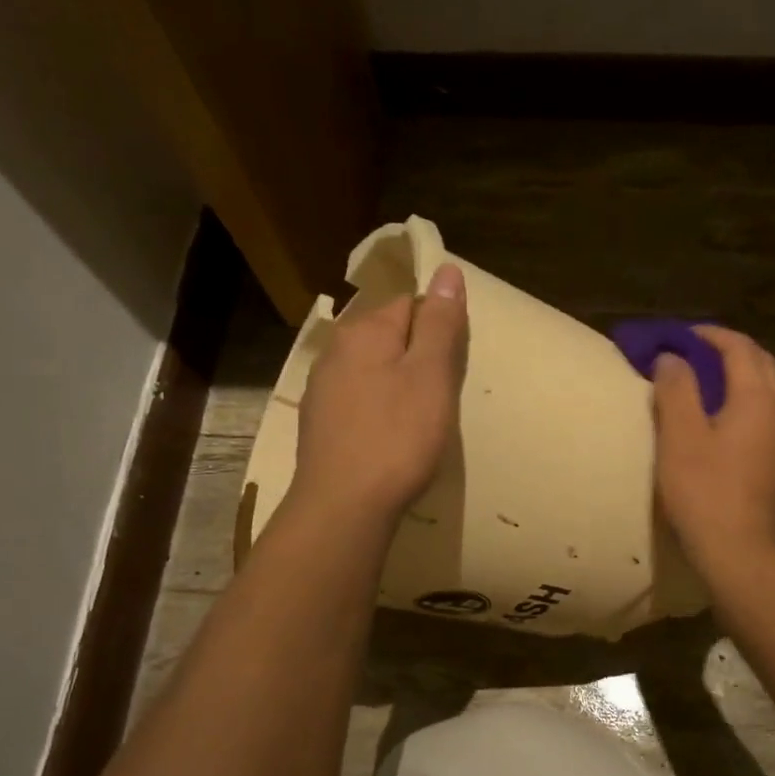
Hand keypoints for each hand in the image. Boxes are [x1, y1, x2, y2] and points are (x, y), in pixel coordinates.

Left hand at [289, 262, 467, 523]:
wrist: (343, 506)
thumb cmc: (397, 438)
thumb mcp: (431, 376)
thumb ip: (439, 323)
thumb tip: (447, 269)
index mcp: (364, 331)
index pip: (410, 304)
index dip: (438, 328)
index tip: (454, 365)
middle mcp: (335, 350)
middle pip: (389, 336)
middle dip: (418, 356)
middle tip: (443, 395)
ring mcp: (322, 388)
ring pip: (373, 370)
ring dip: (398, 384)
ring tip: (420, 419)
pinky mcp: (320, 423)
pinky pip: (359, 399)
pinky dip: (379, 409)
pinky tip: (390, 437)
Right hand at [652, 326, 774, 568]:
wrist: (740, 552)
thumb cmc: (704, 491)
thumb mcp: (679, 436)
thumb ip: (676, 389)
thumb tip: (673, 358)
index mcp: (758, 399)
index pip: (740, 348)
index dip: (711, 336)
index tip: (683, 336)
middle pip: (763, 365)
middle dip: (733, 352)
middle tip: (698, 356)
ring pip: (771, 394)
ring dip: (743, 380)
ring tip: (710, 389)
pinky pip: (770, 422)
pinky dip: (749, 408)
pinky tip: (728, 428)